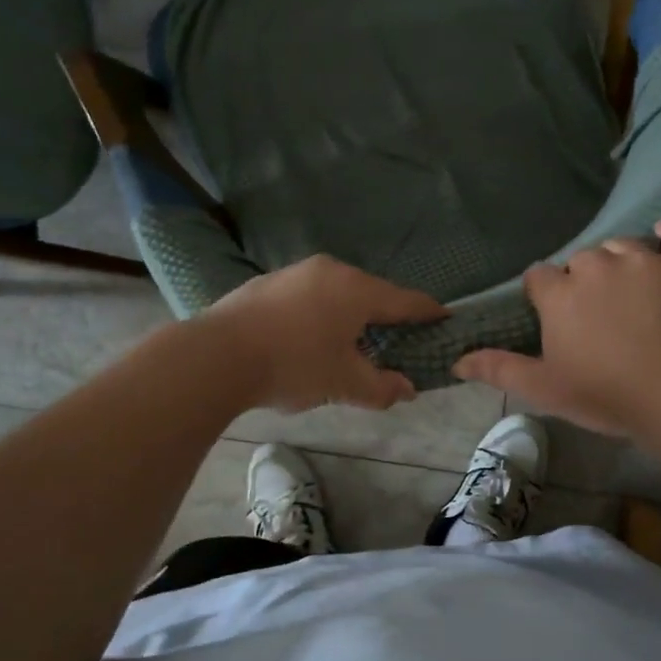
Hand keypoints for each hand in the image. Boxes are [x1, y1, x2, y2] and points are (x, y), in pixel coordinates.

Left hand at [206, 256, 447, 412]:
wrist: (217, 355)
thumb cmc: (294, 365)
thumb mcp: (344, 383)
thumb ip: (381, 387)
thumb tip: (407, 389)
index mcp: (357, 290)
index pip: (406, 300)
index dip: (428, 312)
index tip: (444, 319)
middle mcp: (330, 271)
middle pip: (371, 292)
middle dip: (385, 315)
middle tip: (395, 339)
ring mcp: (294, 272)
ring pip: (336, 292)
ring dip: (348, 313)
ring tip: (349, 341)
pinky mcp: (266, 283)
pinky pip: (306, 296)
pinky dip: (317, 313)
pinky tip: (306, 337)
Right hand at [453, 223, 660, 436]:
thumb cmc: (609, 394)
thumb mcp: (546, 388)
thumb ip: (499, 368)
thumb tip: (455, 361)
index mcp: (560, 293)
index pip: (539, 277)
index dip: (545, 295)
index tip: (556, 316)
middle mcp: (597, 265)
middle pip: (582, 259)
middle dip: (585, 279)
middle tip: (599, 312)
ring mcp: (645, 259)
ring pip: (624, 246)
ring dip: (622, 262)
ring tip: (634, 290)